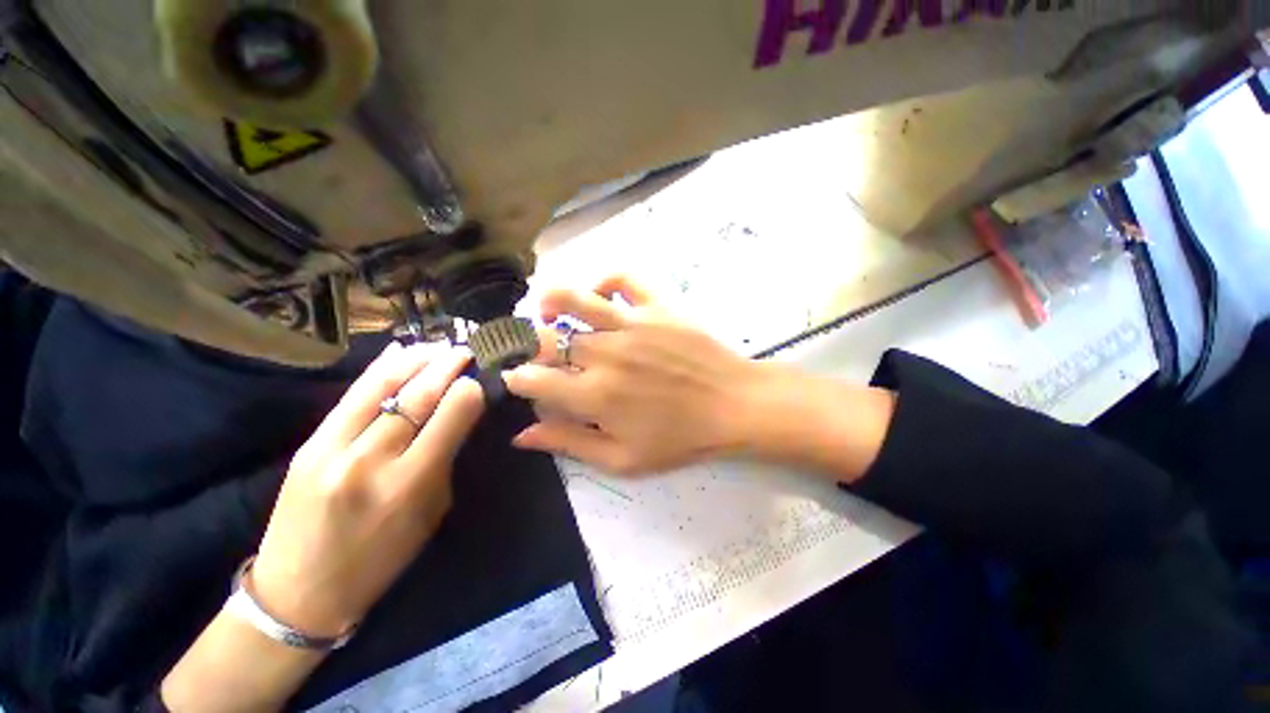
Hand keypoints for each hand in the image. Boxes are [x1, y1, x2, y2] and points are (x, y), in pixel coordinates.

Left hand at [250, 341, 484, 635]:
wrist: (299, 592)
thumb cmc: (380, 559)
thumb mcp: (429, 514)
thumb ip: (444, 461)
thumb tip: (457, 416)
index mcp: (409, 485)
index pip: (447, 418)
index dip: (468, 392)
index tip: (479, 379)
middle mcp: (370, 460)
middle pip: (416, 397)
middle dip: (445, 367)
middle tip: (464, 351)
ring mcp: (332, 449)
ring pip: (380, 387)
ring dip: (414, 361)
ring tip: (436, 346)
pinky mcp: (309, 444)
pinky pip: (351, 396)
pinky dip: (380, 370)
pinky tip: (397, 352)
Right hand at [503, 276, 767, 474]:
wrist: (734, 405)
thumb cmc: (681, 438)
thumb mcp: (623, 459)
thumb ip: (570, 444)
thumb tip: (522, 435)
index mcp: (594, 395)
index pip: (533, 380)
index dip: (517, 379)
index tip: (519, 379)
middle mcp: (605, 354)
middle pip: (547, 339)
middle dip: (530, 344)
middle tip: (534, 351)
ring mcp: (632, 324)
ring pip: (575, 299)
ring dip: (552, 302)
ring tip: (548, 311)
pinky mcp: (657, 306)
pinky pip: (623, 279)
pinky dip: (605, 281)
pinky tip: (602, 296)